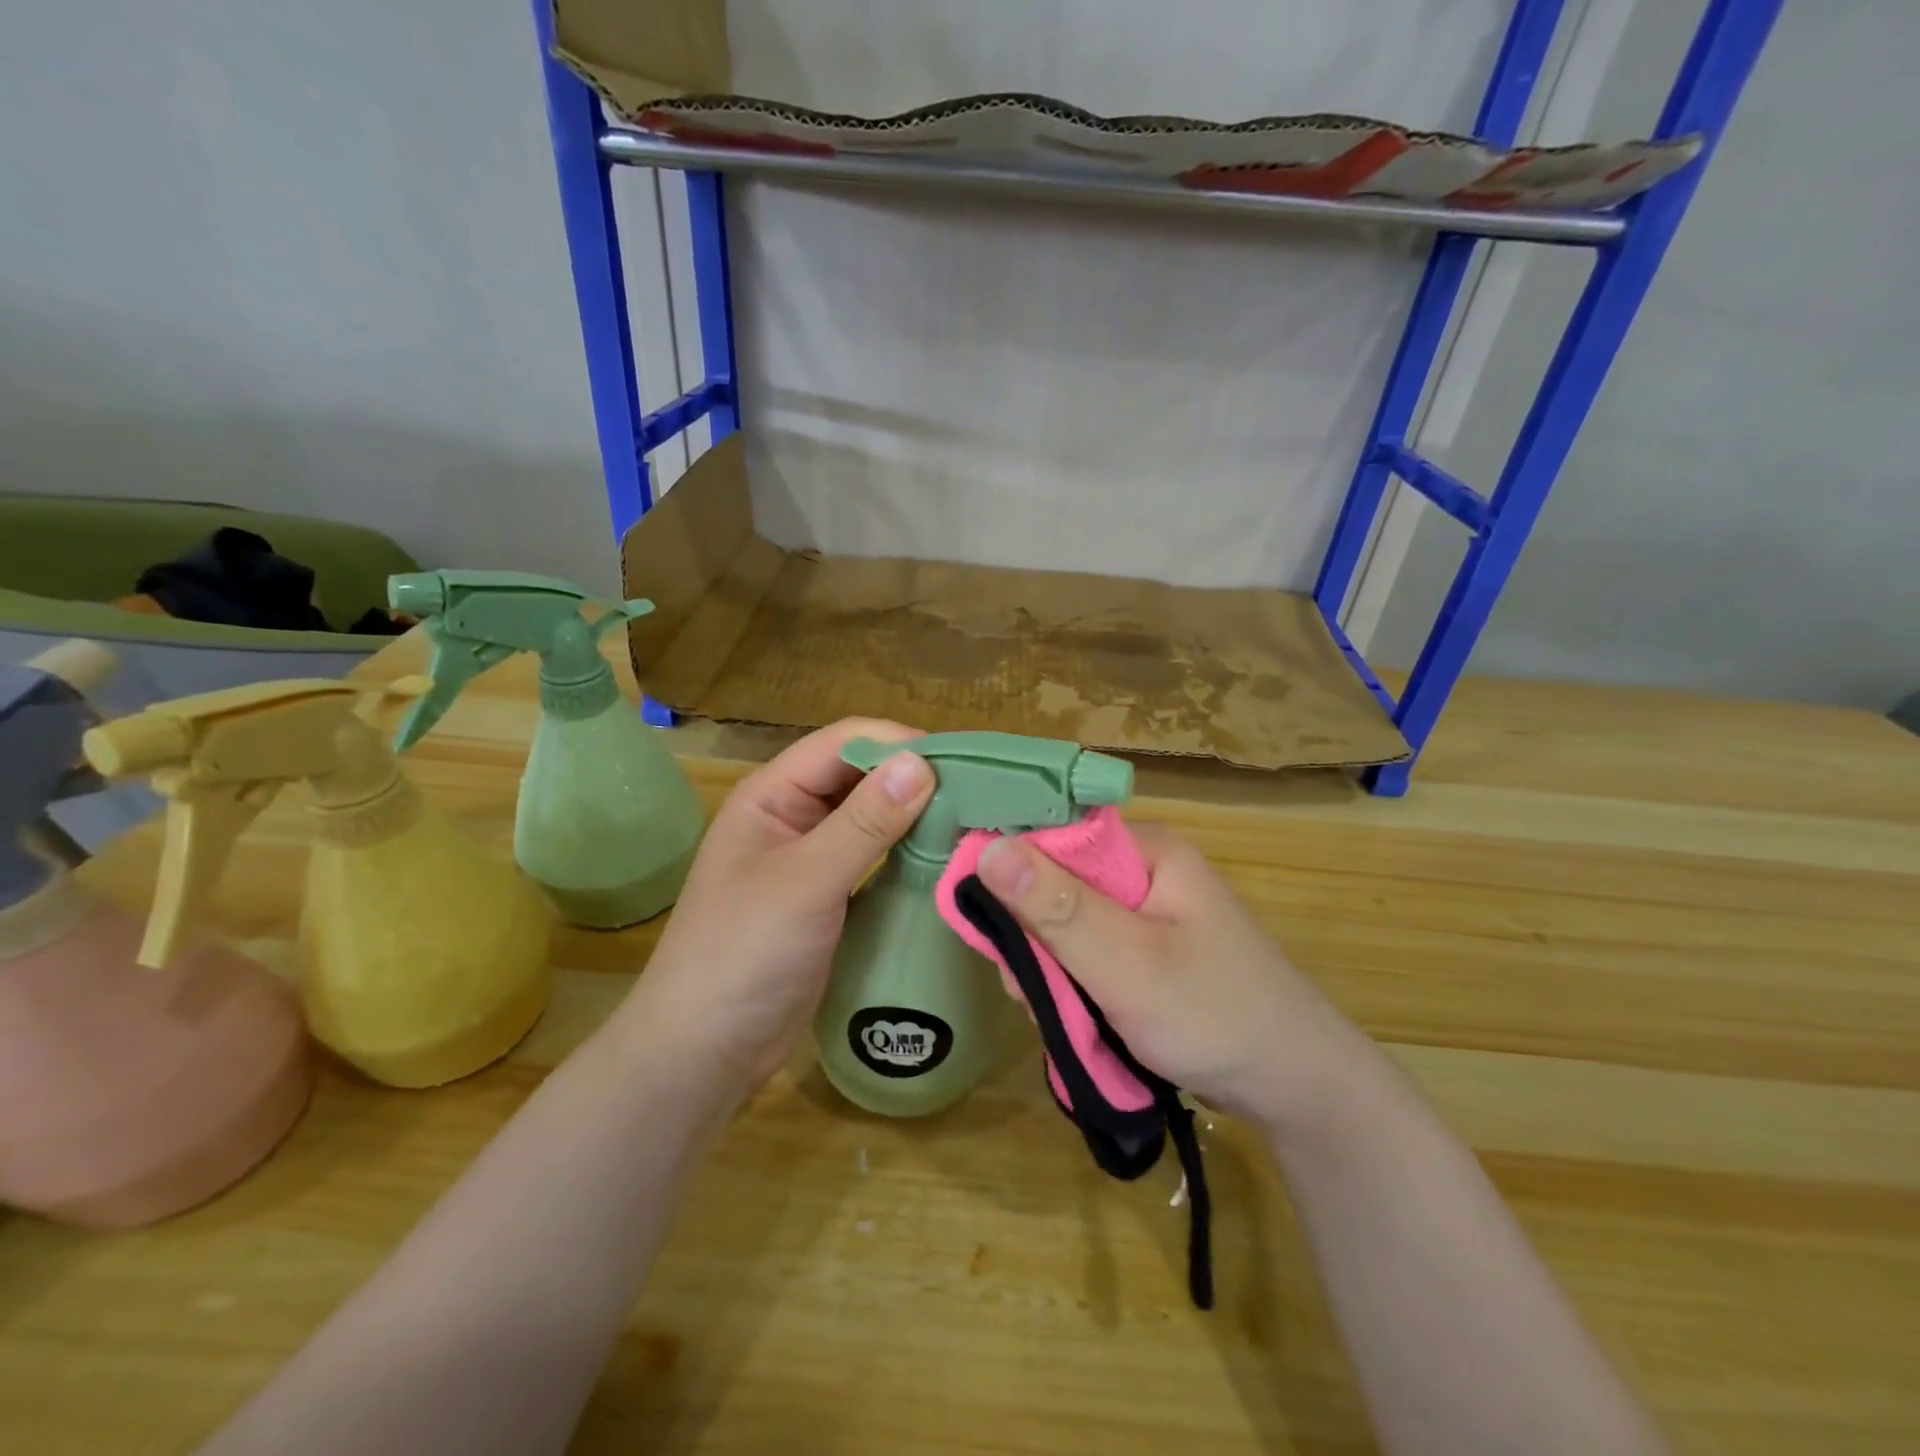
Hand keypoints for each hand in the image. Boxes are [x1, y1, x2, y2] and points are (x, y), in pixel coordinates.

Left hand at [620, 719, 934, 1108]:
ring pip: (870, 816)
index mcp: (772, 794)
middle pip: (860, 775)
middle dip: (912, 778)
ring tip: (971, 820)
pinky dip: (906, 852)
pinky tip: (944, 859)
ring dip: (913, 815)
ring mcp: (810, 858)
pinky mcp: (828, 896)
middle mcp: (792, 816)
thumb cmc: (743, 954)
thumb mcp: (806, 882)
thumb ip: (864, 822)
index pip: (844, 742)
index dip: (899, 743)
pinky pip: (873, 858)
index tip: (962, 762)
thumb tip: (921, 762)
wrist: (705, 1052)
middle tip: (979, 793)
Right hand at [974, 822, 1366, 1135]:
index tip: (995, 937)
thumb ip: (1056, 907)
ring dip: (1053, 972)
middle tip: (1032, 995)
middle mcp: (1143, 870)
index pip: (1052, 838)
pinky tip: (1079, 1020)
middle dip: (1035, 942)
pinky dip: (1076, 987)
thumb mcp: (1127, 963)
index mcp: (1144, 850)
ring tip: (1063, 1019)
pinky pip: (1090, 955)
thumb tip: (986, 848)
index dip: (1012, 879)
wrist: (1298, 1087)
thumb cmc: (1215, 1015)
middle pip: (1055, 886)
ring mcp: (1147, 913)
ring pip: (1068, 928)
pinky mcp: (1148, 951)